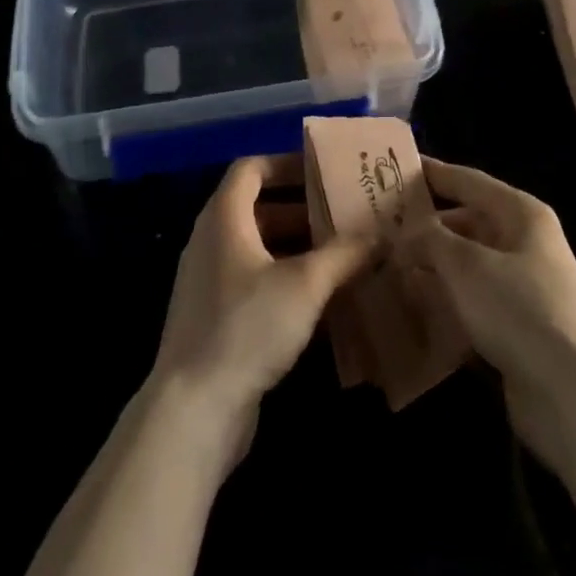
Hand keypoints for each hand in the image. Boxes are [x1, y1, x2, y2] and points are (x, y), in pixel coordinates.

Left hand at [149, 155, 372, 469]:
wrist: (193, 412)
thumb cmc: (247, 327)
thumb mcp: (305, 284)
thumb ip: (344, 254)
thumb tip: (381, 234)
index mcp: (224, 218)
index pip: (251, 169)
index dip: (286, 164)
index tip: (322, 171)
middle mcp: (212, 242)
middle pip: (258, 209)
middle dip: (302, 209)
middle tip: (344, 214)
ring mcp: (210, 283)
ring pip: (259, 249)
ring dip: (298, 249)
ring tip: (343, 255)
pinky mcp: (216, 320)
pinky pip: (254, 284)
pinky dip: (286, 282)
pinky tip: (323, 302)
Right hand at [396, 158, 575, 467]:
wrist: (575, 397)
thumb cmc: (519, 310)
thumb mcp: (466, 265)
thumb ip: (430, 239)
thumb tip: (406, 233)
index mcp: (521, 214)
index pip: (468, 180)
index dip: (432, 173)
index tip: (393, 168)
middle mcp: (525, 243)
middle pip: (467, 223)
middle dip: (425, 228)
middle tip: (380, 229)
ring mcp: (524, 287)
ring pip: (467, 265)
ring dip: (432, 268)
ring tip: (387, 269)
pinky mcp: (518, 328)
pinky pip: (473, 302)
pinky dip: (446, 303)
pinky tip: (413, 311)